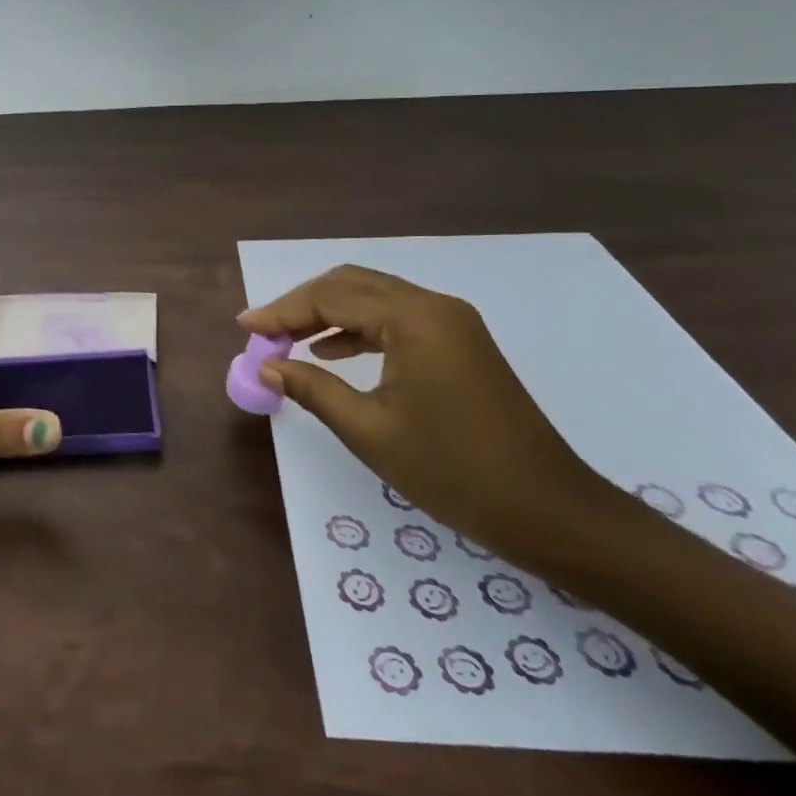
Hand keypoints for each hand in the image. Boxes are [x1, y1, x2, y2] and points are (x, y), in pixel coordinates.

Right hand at [238, 265, 609, 555]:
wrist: (550, 511)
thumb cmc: (454, 472)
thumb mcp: (370, 431)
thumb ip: (312, 389)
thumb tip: (267, 367)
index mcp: (413, 319)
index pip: (332, 297)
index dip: (282, 310)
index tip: (245, 327)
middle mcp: (434, 306)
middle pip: (352, 284)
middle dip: (303, 304)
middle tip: (264, 332)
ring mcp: (452, 322)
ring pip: (375, 298)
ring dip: (329, 313)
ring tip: (289, 341)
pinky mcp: (461, 343)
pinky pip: (397, 319)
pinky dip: (359, 328)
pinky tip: (333, 353)